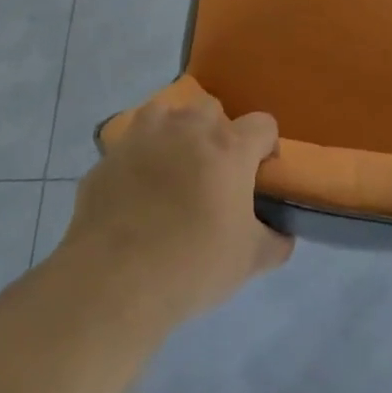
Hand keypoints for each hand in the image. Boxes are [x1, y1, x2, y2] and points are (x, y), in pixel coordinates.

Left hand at [62, 96, 292, 327]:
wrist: (112, 282)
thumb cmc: (192, 265)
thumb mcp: (250, 261)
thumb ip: (276, 241)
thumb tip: (283, 234)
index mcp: (229, 147)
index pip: (263, 124)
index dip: (266, 147)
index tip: (260, 176)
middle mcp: (188, 129)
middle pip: (212, 110)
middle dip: (218, 134)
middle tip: (214, 174)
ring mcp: (143, 137)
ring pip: (166, 113)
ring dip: (175, 132)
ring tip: (173, 169)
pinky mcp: (108, 157)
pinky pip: (131, 144)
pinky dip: (139, 157)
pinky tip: (136, 190)